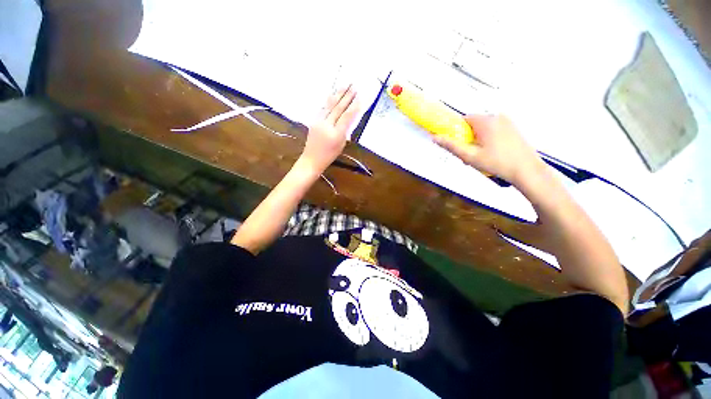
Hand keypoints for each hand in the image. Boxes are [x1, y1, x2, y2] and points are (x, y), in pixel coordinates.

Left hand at [300, 86, 358, 172]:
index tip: (359, 97)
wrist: (312, 159)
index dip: (353, 106)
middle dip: (347, 96)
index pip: (346, 116)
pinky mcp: (314, 120)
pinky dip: (330, 100)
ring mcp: (318, 121)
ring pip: (330, 105)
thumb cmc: (329, 155)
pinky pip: (323, 108)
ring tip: (345, 85)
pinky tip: (334, 94)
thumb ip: (345, 130)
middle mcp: (326, 125)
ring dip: (338, 94)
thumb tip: (349, 118)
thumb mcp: (341, 144)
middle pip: (338, 108)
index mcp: (336, 134)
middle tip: (354, 86)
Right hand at [434, 115, 543, 184]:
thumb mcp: (470, 156)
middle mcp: (497, 117)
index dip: (457, 131)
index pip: (464, 119)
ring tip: (479, 157)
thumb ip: (451, 146)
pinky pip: (494, 130)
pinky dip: (488, 139)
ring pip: (484, 128)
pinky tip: (491, 154)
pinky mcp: (513, 128)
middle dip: (467, 137)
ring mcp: (507, 122)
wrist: (527, 170)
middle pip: (474, 124)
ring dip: (477, 139)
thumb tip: (434, 137)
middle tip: (468, 154)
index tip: (458, 144)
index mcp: (486, 121)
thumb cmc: (496, 163)